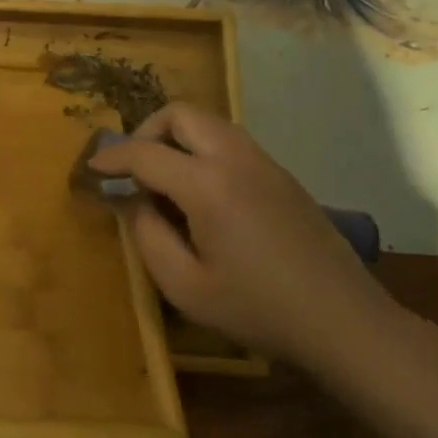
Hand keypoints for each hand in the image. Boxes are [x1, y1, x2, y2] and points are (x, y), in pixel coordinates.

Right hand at [90, 103, 391, 365]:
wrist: (345, 323)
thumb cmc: (258, 310)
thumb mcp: (185, 286)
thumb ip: (148, 236)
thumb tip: (135, 202)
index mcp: (209, 185)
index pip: (145, 152)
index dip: (111, 158)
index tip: (91, 169)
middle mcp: (236, 159)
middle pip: (181, 114)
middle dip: (146, 132)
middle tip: (134, 169)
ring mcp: (265, 164)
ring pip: (209, 123)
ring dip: (177, 139)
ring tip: (164, 181)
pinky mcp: (283, 177)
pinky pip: (230, 143)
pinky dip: (203, 151)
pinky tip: (202, 196)